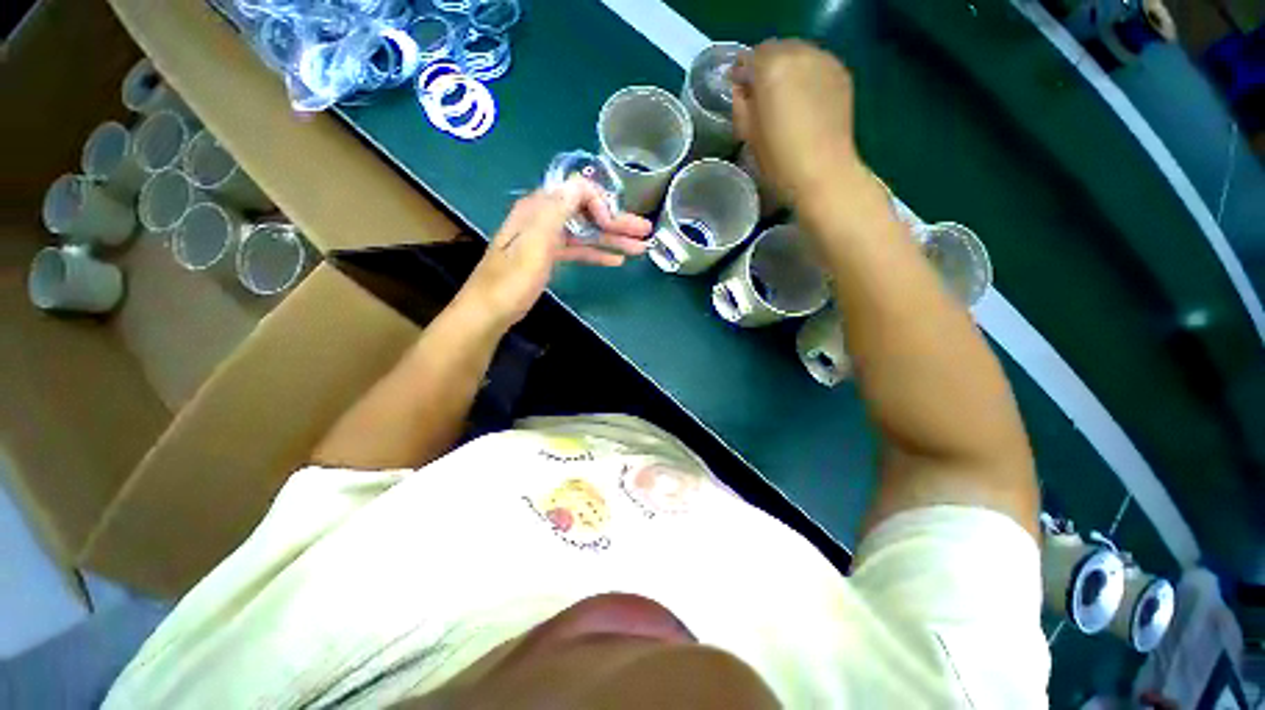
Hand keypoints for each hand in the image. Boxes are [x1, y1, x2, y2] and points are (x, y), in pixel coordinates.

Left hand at [455, 177, 651, 330]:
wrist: (490, 310)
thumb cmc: (512, 279)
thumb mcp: (535, 243)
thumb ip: (557, 211)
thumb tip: (580, 185)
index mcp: (539, 208)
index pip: (576, 191)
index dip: (599, 204)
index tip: (612, 226)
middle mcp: (544, 218)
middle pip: (586, 214)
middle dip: (616, 222)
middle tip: (645, 230)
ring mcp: (547, 239)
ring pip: (585, 233)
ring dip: (612, 239)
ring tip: (639, 247)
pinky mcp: (549, 257)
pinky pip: (578, 250)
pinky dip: (596, 253)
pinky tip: (615, 259)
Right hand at [731, 40, 864, 204]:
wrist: (822, 172)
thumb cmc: (778, 159)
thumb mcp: (748, 134)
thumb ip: (741, 103)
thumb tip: (742, 88)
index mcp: (772, 68)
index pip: (750, 56)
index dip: (742, 72)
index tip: (740, 90)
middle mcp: (800, 54)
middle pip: (776, 49)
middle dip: (766, 66)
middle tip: (762, 94)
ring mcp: (825, 61)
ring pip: (799, 53)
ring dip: (788, 68)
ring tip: (785, 97)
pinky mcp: (841, 73)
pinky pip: (817, 64)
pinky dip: (807, 75)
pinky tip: (805, 100)